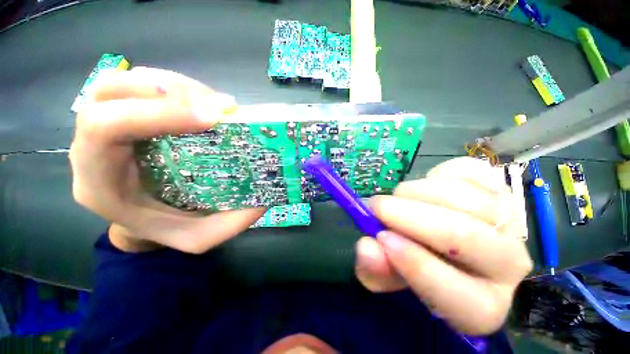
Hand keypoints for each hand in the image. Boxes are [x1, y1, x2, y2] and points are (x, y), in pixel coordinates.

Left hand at [70, 67, 265, 252]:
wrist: (143, 222)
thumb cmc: (165, 230)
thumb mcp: (200, 237)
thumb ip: (233, 221)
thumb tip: (268, 194)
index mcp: (99, 182)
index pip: (105, 128)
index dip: (158, 113)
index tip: (211, 119)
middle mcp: (91, 147)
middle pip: (109, 92)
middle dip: (166, 91)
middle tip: (215, 105)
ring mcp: (104, 125)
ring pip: (123, 82)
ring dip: (172, 84)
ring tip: (213, 101)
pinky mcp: (123, 115)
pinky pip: (139, 85)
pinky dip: (173, 85)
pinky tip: (202, 100)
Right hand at [355, 157, 532, 334]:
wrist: (444, 235)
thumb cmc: (415, 261)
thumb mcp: (388, 273)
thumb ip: (376, 268)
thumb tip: (367, 247)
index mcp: (480, 304)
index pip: (459, 295)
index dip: (416, 265)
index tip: (381, 238)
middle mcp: (507, 265)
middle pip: (464, 237)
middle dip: (410, 217)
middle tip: (377, 207)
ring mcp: (510, 222)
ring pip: (464, 198)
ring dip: (417, 192)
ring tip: (398, 197)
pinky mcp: (500, 188)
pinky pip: (468, 173)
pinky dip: (435, 175)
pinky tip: (425, 187)